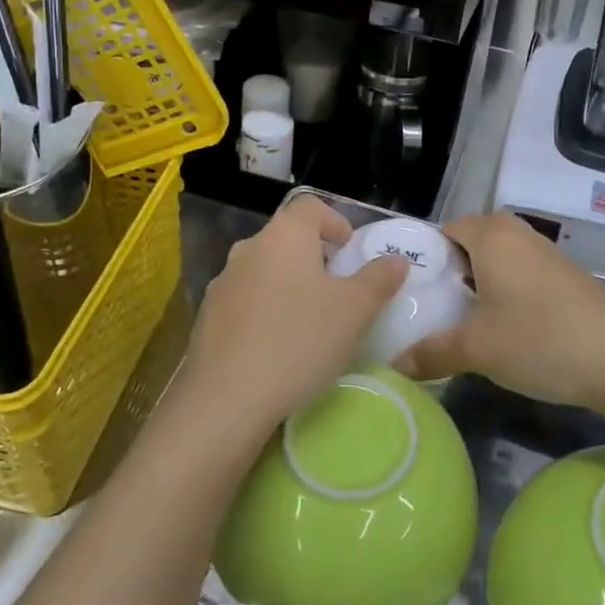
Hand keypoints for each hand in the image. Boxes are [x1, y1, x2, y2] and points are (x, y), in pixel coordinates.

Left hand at [178, 195, 408, 442]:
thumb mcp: (355, 311)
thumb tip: (395, 259)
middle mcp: (249, 248)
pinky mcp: (208, 317)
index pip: (311, 207)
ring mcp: (223, 282)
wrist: (226, 398)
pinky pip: (246, 301)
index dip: (336, 222)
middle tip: (339, 291)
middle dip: (316, 258)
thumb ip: (379, 279)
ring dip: (289, 286)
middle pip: (288, 238)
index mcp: (284, 235)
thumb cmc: (299, 340)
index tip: (352, 253)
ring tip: (310, 322)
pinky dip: (266, 311)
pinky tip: (278, 347)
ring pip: (266, 271)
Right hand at [393, 211, 604, 411]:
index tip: (415, 289)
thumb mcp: (477, 350)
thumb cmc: (540, 340)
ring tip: (468, 317)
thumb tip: (397, 364)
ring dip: (483, 279)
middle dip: (454, 267)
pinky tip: (508, 325)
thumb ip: (432, 352)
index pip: (447, 228)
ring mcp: (548, 253)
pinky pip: (524, 270)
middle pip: (474, 238)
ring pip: (502, 255)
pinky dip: (509, 288)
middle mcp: (519, 235)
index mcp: (492, 237)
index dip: (427, 255)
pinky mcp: (568, 275)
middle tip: (439, 303)